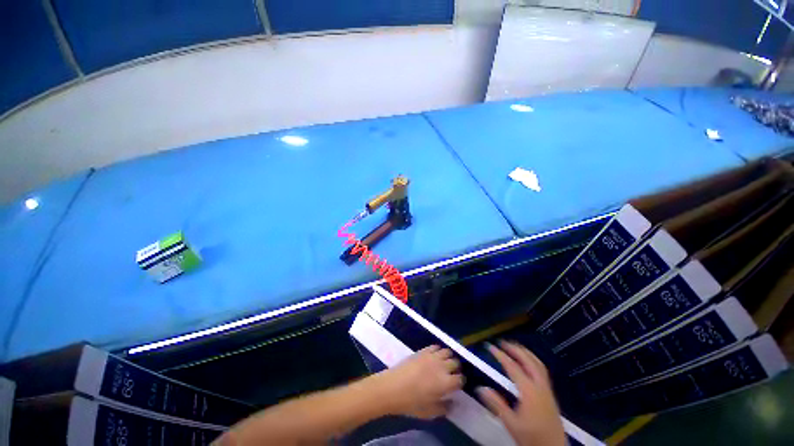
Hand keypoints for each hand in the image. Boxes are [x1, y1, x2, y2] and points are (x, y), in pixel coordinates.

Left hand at [373, 345, 462, 418]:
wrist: (392, 387)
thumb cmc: (411, 403)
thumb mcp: (430, 412)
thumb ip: (444, 407)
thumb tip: (453, 403)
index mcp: (446, 383)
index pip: (460, 379)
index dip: (460, 382)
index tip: (457, 385)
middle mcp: (442, 367)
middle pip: (456, 363)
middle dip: (456, 368)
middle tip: (451, 374)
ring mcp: (432, 356)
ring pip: (447, 352)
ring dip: (448, 358)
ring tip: (444, 364)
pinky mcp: (423, 350)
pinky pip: (436, 346)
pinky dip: (438, 350)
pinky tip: (434, 357)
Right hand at [477, 341, 564, 445]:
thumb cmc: (531, 437)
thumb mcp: (511, 423)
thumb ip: (496, 404)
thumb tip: (481, 388)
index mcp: (529, 391)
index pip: (513, 367)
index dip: (501, 355)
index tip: (490, 347)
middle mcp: (540, 386)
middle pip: (528, 361)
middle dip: (515, 349)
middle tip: (502, 342)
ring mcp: (547, 389)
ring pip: (538, 364)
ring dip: (525, 353)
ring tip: (514, 347)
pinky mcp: (550, 394)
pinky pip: (542, 370)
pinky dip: (533, 360)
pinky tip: (528, 363)